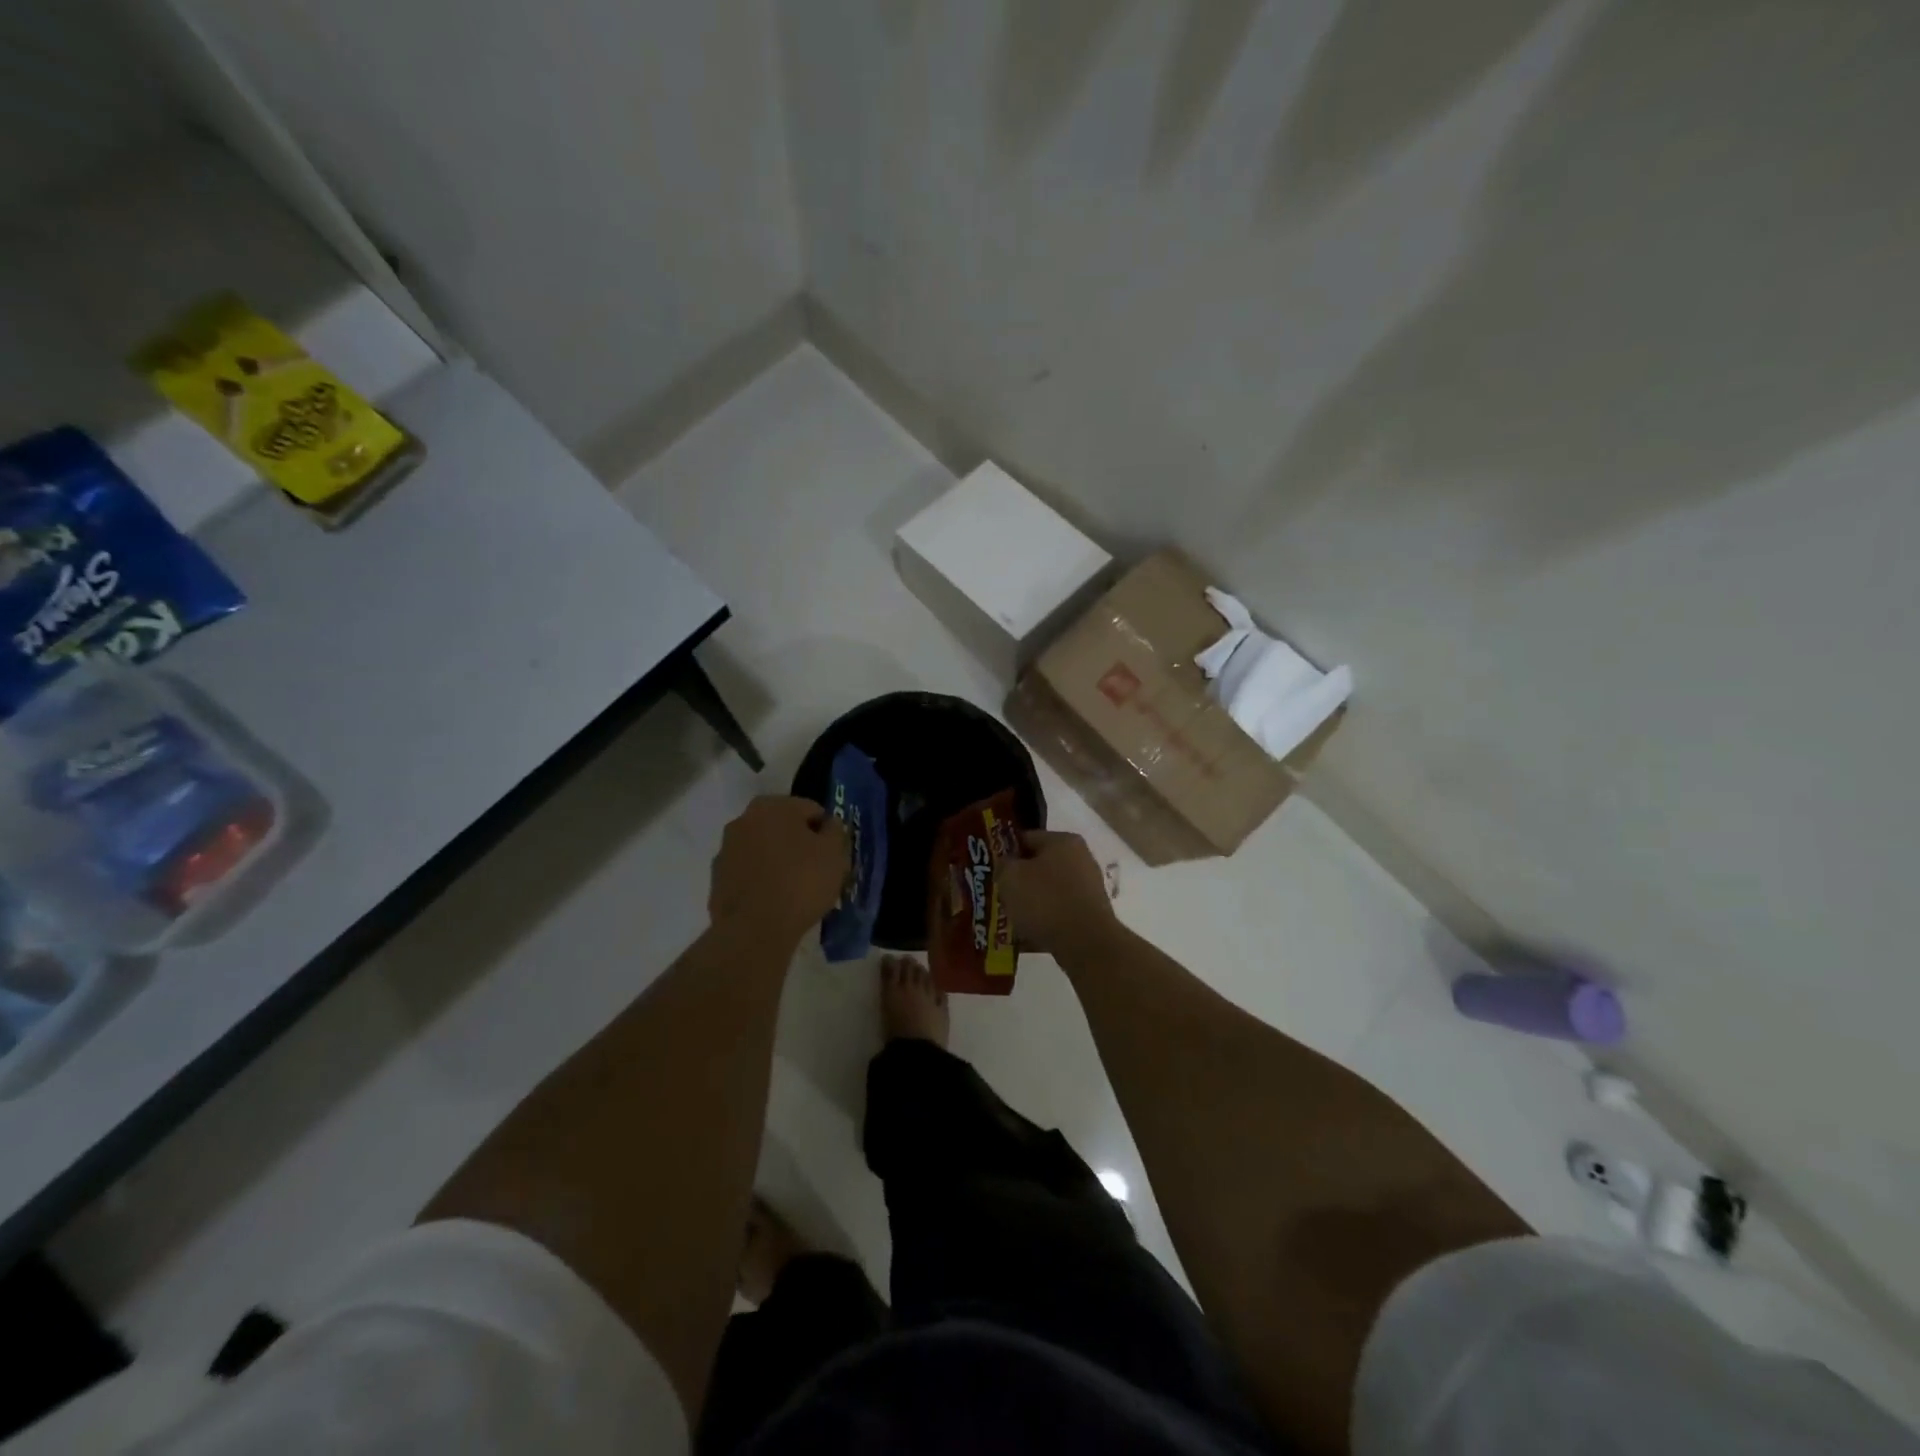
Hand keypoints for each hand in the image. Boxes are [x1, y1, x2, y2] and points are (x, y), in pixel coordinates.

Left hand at [708, 796, 850, 947]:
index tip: (834, 855)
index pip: (811, 810)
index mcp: (772, 806)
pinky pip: (750, 875)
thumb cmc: (801, 882)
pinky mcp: (717, 881)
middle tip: (818, 872)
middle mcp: (743, 820)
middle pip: (784, 829)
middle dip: (801, 846)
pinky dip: (762, 883)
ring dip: (780, 863)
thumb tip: (828, 826)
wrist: (754, 930)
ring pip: (764, 851)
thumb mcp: (835, 853)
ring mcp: (726, 851)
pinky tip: (776, 903)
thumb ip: (835, 831)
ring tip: (797, 892)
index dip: (827, 832)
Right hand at [1000, 830, 1118, 957]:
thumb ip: (1003, 865)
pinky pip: (1058, 914)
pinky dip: (1042, 922)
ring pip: (1047, 892)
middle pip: (1038, 866)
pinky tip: (1024, 936)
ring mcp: (1088, 888)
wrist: (1086, 943)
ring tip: (1008, 919)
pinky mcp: (1090, 915)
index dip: (1004, 852)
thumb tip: (1006, 865)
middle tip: (997, 895)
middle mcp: (1080, 858)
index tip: (990, 869)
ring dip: (1028, 904)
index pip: (1025, 838)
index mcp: (1063, 840)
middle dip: (1017, 881)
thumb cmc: (1045, 901)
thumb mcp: (1010, 877)